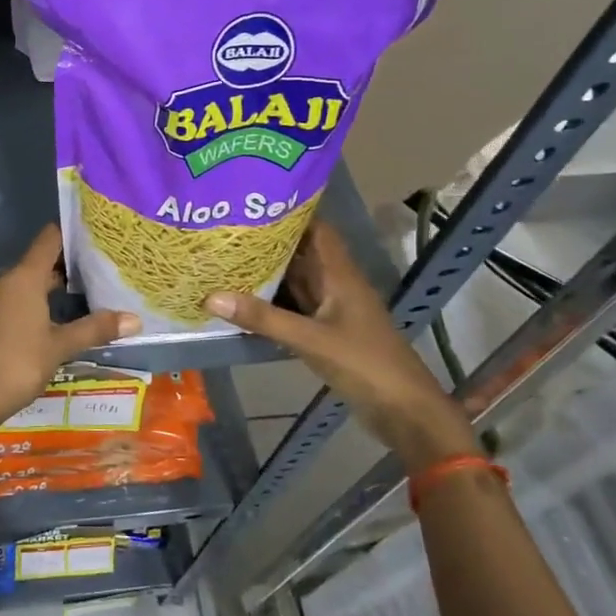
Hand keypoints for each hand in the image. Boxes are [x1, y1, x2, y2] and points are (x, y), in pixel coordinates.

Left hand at [0, 226, 139, 435]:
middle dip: (66, 265)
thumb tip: (135, 319)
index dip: (71, 233)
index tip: (95, 235)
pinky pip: (13, 300)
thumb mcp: (61, 346)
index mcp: (24, 277)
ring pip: (25, 283)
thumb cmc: (21, 362)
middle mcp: (5, 280)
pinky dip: (33, 303)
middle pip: (38, 261)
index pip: (49, 239)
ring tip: (82, 295)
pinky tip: (52, 320)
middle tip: (98, 270)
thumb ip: (96, 328)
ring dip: (49, 287)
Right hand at [204, 222, 476, 471]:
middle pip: (300, 253)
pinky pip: (292, 308)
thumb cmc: (366, 365)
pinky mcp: (326, 333)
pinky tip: (241, 300)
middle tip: (224, 229)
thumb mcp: (311, 340)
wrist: (405, 413)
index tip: (250, 202)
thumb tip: (210, 296)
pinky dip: (269, 302)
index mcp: (340, 275)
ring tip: (224, 257)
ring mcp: (331, 311)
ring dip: (266, 272)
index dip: (289, 212)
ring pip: (295, 281)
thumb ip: (263, 318)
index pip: (316, 229)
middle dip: (267, 241)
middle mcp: (335, 285)